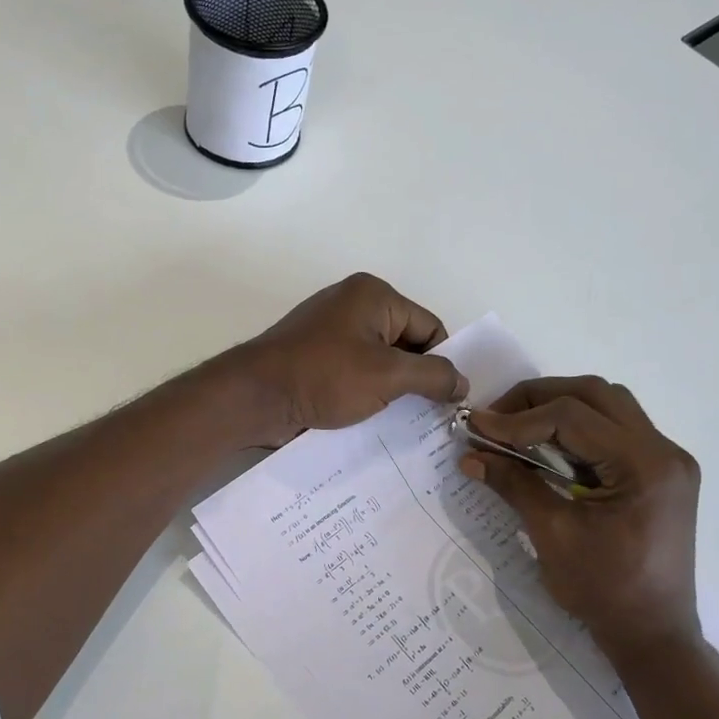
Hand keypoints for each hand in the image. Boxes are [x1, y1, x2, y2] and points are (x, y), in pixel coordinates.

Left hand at [228, 273, 469, 446]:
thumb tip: (463, 383)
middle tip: (432, 416)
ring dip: (392, 391)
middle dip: (418, 378)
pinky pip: (354, 373)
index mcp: (373, 295)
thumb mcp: (388, 375)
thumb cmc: (325, 376)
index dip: (443, 363)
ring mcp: (331, 333)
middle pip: (406, 343)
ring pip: (380, 362)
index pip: (430, 327)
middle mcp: (353, 305)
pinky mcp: (315, 359)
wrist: (256, 398)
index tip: (449, 400)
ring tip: (406, 423)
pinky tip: (374, 420)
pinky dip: (367, 394)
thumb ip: (433, 376)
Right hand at [460, 376, 703, 656]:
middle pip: (595, 394)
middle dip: (538, 399)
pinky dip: (577, 429)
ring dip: (559, 407)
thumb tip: (471, 454)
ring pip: (608, 406)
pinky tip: (546, 446)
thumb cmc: (604, 591)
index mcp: (645, 465)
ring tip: (517, 427)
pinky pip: (614, 431)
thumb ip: (514, 485)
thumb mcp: (552, 535)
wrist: (653, 635)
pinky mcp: (659, 473)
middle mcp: (664, 451)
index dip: (519, 418)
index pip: (573, 416)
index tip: (477, 429)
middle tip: (496, 419)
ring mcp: (666, 460)